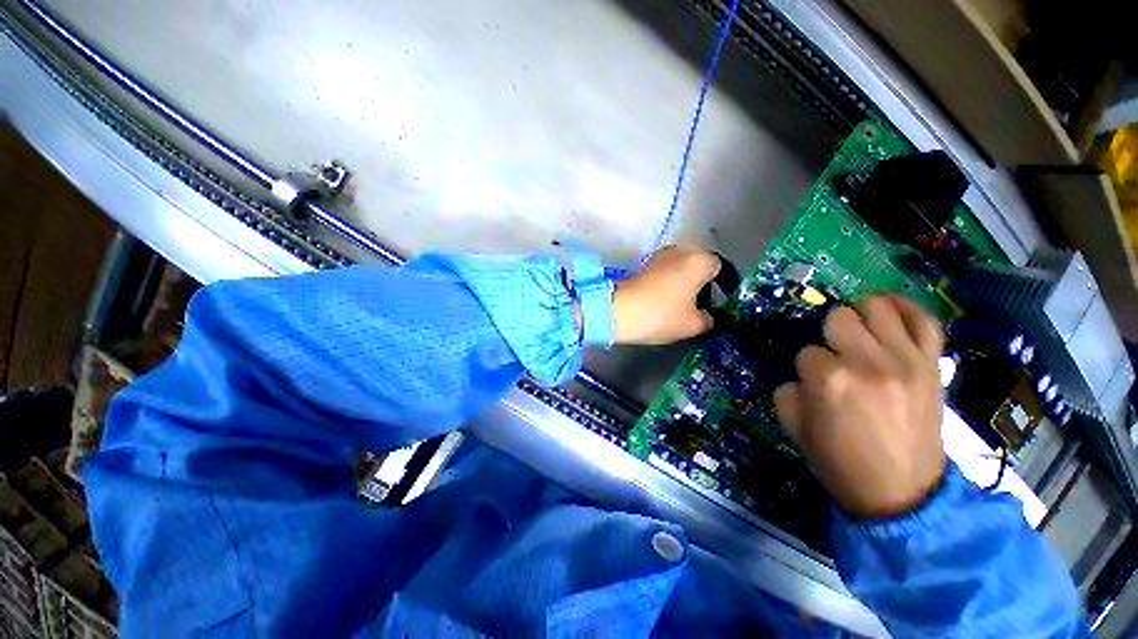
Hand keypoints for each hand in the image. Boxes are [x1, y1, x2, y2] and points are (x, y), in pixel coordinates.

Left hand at [612, 245, 719, 345]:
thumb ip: (708, 319)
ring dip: (683, 281)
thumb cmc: (661, 315)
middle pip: (699, 264)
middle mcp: (681, 250)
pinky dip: (668, 282)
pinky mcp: (642, 264)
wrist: (618, 311)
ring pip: (680, 266)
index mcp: (699, 260)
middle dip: (701, 282)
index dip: (721, 285)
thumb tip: (707, 316)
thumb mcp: (693, 324)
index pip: (720, 268)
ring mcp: (659, 255)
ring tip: (680, 304)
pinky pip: (664, 270)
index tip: (717, 303)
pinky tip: (663, 299)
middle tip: (699, 304)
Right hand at [774, 295, 945, 518]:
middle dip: (828, 333)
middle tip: (833, 353)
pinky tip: (889, 309)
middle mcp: (867, 361)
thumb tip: (800, 375)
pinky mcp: (932, 365)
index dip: (805, 366)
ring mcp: (906, 360)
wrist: (902, 494)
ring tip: (858, 330)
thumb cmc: (841, 463)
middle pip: (839, 317)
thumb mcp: (794, 428)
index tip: (814, 383)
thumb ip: (787, 391)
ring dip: (860, 315)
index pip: (805, 351)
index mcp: (829, 380)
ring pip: (877, 307)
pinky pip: (925, 320)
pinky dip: (906, 308)